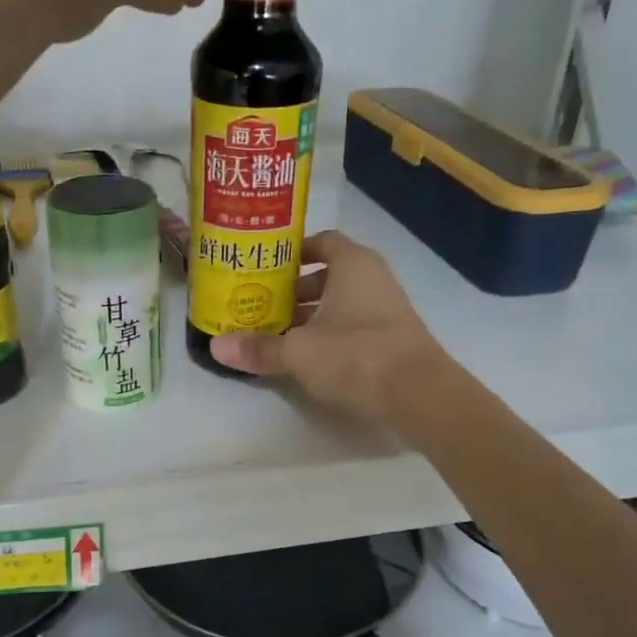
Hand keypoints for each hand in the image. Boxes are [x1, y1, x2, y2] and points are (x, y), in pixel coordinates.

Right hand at [210, 231, 446, 424]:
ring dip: (311, 315)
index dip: (292, 253)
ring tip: (277, 334)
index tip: (264, 267)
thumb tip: (215, 347)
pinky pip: (354, 325)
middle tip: (260, 304)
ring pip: (341, 303)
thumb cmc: (355, 355)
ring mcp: (387, 309)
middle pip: (328, 275)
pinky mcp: (393, 339)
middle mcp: (373, 278)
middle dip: (294, 290)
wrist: (420, 395)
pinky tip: (308, 357)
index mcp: (352, 264)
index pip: (321, 242)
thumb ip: (259, 348)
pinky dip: (330, 334)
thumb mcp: (298, 352)